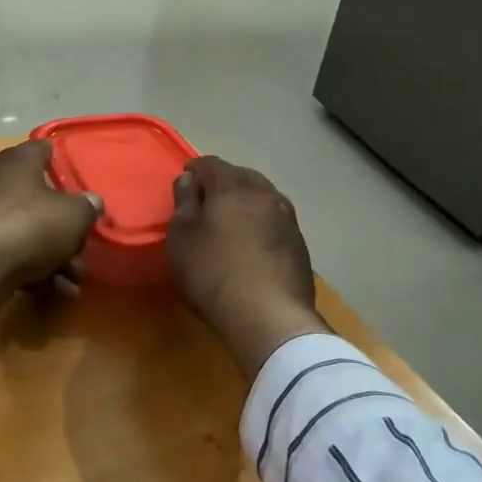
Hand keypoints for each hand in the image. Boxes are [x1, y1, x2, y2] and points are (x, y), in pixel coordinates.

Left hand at [0, 141, 102, 322]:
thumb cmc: (29, 225)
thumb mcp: (74, 215)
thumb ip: (87, 207)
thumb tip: (92, 202)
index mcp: (17, 162)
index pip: (42, 150)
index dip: (61, 160)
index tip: (79, 176)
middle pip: (37, 197)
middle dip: (64, 224)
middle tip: (83, 242)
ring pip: (27, 231)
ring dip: (55, 255)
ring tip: (77, 278)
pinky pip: (12, 255)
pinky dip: (35, 270)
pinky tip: (59, 291)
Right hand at [166, 156, 327, 379]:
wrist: (269, 316)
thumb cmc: (213, 272)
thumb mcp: (181, 238)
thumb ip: (184, 202)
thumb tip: (190, 179)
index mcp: (233, 187)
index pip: (211, 164)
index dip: (195, 169)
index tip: (185, 179)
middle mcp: (266, 194)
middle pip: (242, 177)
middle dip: (224, 183)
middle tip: (207, 200)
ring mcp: (288, 219)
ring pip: (263, 199)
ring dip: (247, 204)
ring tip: (232, 222)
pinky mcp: (300, 246)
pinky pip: (275, 223)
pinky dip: (261, 225)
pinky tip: (253, 245)